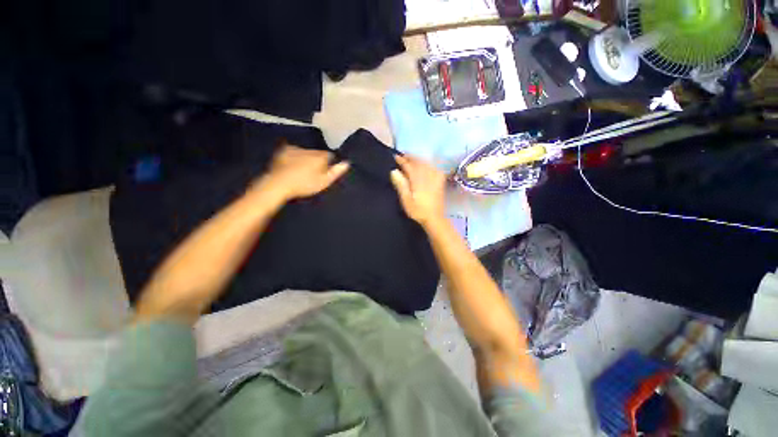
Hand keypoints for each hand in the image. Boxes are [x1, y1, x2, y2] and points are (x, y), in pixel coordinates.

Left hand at [255, 144, 349, 201]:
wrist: (279, 184)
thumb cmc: (305, 184)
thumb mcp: (324, 182)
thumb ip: (336, 172)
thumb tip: (347, 163)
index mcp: (320, 156)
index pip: (330, 156)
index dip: (328, 164)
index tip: (324, 172)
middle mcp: (309, 149)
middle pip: (317, 153)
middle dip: (317, 160)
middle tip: (312, 173)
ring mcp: (295, 148)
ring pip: (305, 152)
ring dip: (305, 158)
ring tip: (301, 171)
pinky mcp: (283, 151)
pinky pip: (293, 152)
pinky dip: (294, 157)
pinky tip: (291, 166)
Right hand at [390, 155, 446, 226]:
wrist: (434, 218)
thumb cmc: (418, 211)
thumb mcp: (406, 200)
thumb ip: (400, 185)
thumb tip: (394, 171)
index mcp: (418, 179)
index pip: (409, 165)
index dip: (402, 160)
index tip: (395, 157)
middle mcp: (427, 175)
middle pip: (418, 162)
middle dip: (410, 157)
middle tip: (403, 155)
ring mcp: (435, 177)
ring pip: (426, 163)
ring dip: (418, 159)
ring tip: (412, 158)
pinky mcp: (440, 181)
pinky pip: (434, 167)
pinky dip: (428, 164)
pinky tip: (426, 165)